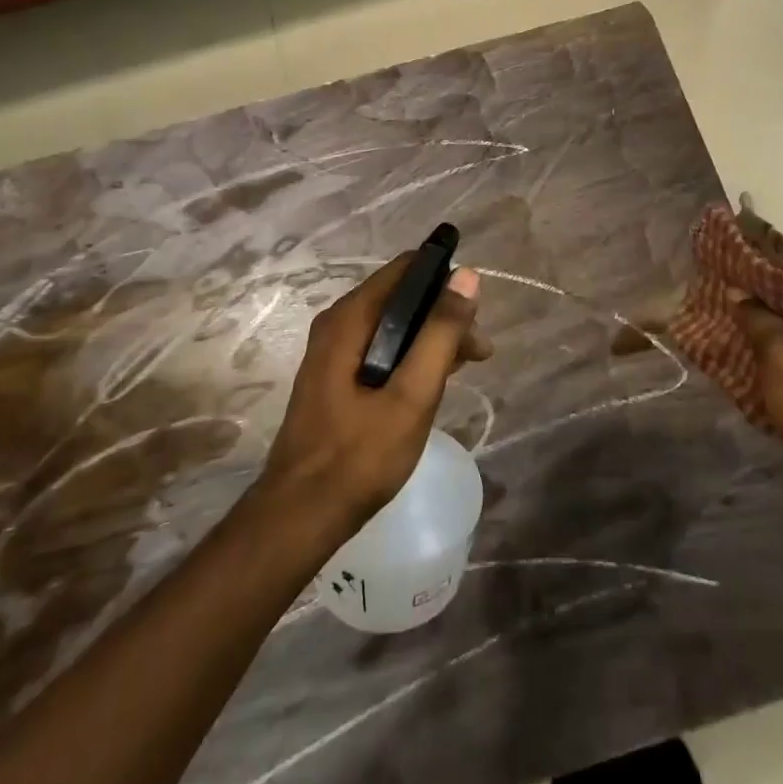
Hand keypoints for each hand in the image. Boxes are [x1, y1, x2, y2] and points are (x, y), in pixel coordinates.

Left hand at [258, 256, 489, 531]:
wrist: (302, 515)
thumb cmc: (360, 455)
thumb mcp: (412, 394)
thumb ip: (441, 333)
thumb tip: (467, 276)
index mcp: (350, 319)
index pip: (405, 269)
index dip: (445, 278)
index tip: (477, 309)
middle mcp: (337, 324)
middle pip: (401, 297)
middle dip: (443, 314)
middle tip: (480, 352)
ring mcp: (333, 351)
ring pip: (393, 324)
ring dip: (432, 337)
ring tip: (467, 366)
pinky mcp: (336, 376)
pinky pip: (381, 348)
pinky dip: (412, 355)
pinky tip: (434, 379)